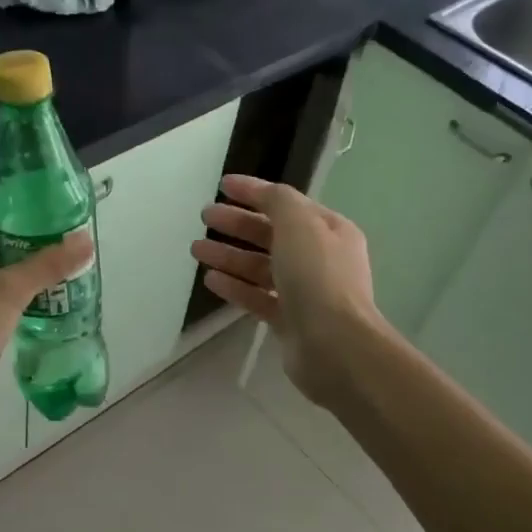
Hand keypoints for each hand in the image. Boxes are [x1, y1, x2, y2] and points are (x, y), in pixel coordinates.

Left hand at [0, 204, 92, 439]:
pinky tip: (35, 304)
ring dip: (10, 275)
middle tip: (52, 240)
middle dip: (13, 245)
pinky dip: (2, 302)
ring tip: (50, 269)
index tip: (41, 209)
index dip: (5, 211)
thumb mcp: (6, 294)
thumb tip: (85, 240)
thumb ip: (45, 266)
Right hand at [190, 174, 382, 405]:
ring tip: (196, 249)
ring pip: (261, 267)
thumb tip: (264, 194)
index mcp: (329, 230)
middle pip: (271, 235)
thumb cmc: (318, 277)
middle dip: (237, 224)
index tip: (222, 185)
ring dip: (229, 256)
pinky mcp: (290, 321)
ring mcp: (305, 292)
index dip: (254, 192)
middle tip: (205, 217)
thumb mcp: (300, 224)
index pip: (286, 203)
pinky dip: (236, 287)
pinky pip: (258, 297)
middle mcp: (320, 259)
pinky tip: (211, 280)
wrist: (335, 345)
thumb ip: (278, 201)